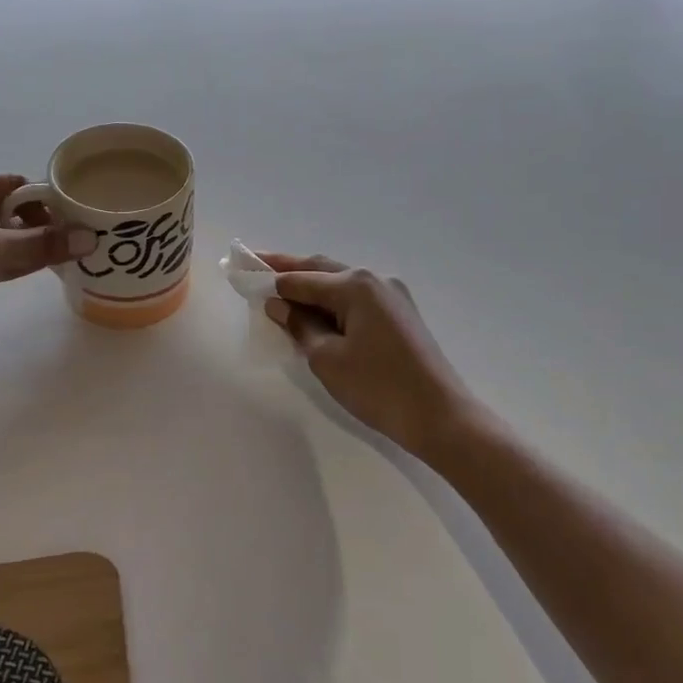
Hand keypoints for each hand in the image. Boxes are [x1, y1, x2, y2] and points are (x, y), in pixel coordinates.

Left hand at [0, 175, 93, 370]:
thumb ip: (39, 245)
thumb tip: (90, 238)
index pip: (12, 184)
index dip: (45, 197)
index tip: (78, 213)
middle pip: (11, 211)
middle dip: (44, 223)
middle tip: (81, 237)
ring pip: (5, 238)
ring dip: (33, 245)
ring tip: (72, 253)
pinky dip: (19, 263)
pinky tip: (45, 269)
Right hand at [261, 254, 479, 459]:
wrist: (440, 416)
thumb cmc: (377, 387)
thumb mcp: (327, 358)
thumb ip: (299, 325)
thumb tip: (279, 305)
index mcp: (355, 285)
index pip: (301, 277)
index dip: (269, 277)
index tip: (242, 271)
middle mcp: (375, 280)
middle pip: (321, 269)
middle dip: (288, 269)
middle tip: (255, 265)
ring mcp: (392, 296)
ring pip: (340, 283)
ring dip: (310, 286)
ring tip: (279, 290)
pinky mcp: (400, 315)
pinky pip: (356, 300)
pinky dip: (331, 302)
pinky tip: (314, 312)